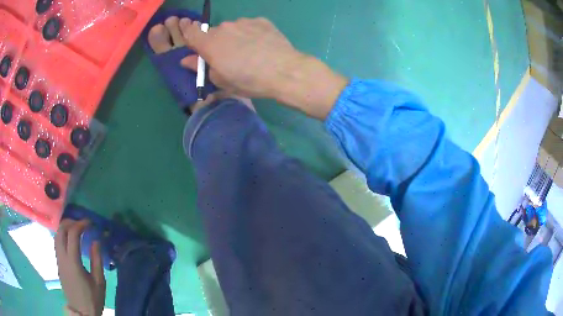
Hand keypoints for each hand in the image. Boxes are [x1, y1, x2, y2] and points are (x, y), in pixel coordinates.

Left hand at [55, 219, 105, 315]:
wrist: (81, 311)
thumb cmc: (92, 298)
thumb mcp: (99, 282)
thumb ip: (97, 260)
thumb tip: (96, 241)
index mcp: (72, 261)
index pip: (72, 234)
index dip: (81, 224)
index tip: (90, 223)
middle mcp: (62, 257)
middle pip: (61, 230)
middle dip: (70, 222)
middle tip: (81, 224)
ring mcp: (58, 260)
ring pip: (56, 235)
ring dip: (65, 228)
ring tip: (76, 229)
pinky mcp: (58, 263)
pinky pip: (57, 243)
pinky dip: (62, 236)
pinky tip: (70, 240)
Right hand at [179, 17, 347, 118]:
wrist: (285, 71)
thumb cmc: (249, 80)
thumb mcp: (220, 81)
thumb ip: (200, 67)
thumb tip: (187, 59)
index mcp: (209, 43)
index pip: (191, 33)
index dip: (189, 35)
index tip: (194, 42)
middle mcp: (224, 27)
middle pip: (213, 33)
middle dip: (216, 43)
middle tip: (228, 57)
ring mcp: (244, 22)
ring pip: (232, 29)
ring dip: (234, 38)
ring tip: (249, 52)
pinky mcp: (261, 20)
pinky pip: (249, 26)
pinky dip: (250, 34)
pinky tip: (261, 46)